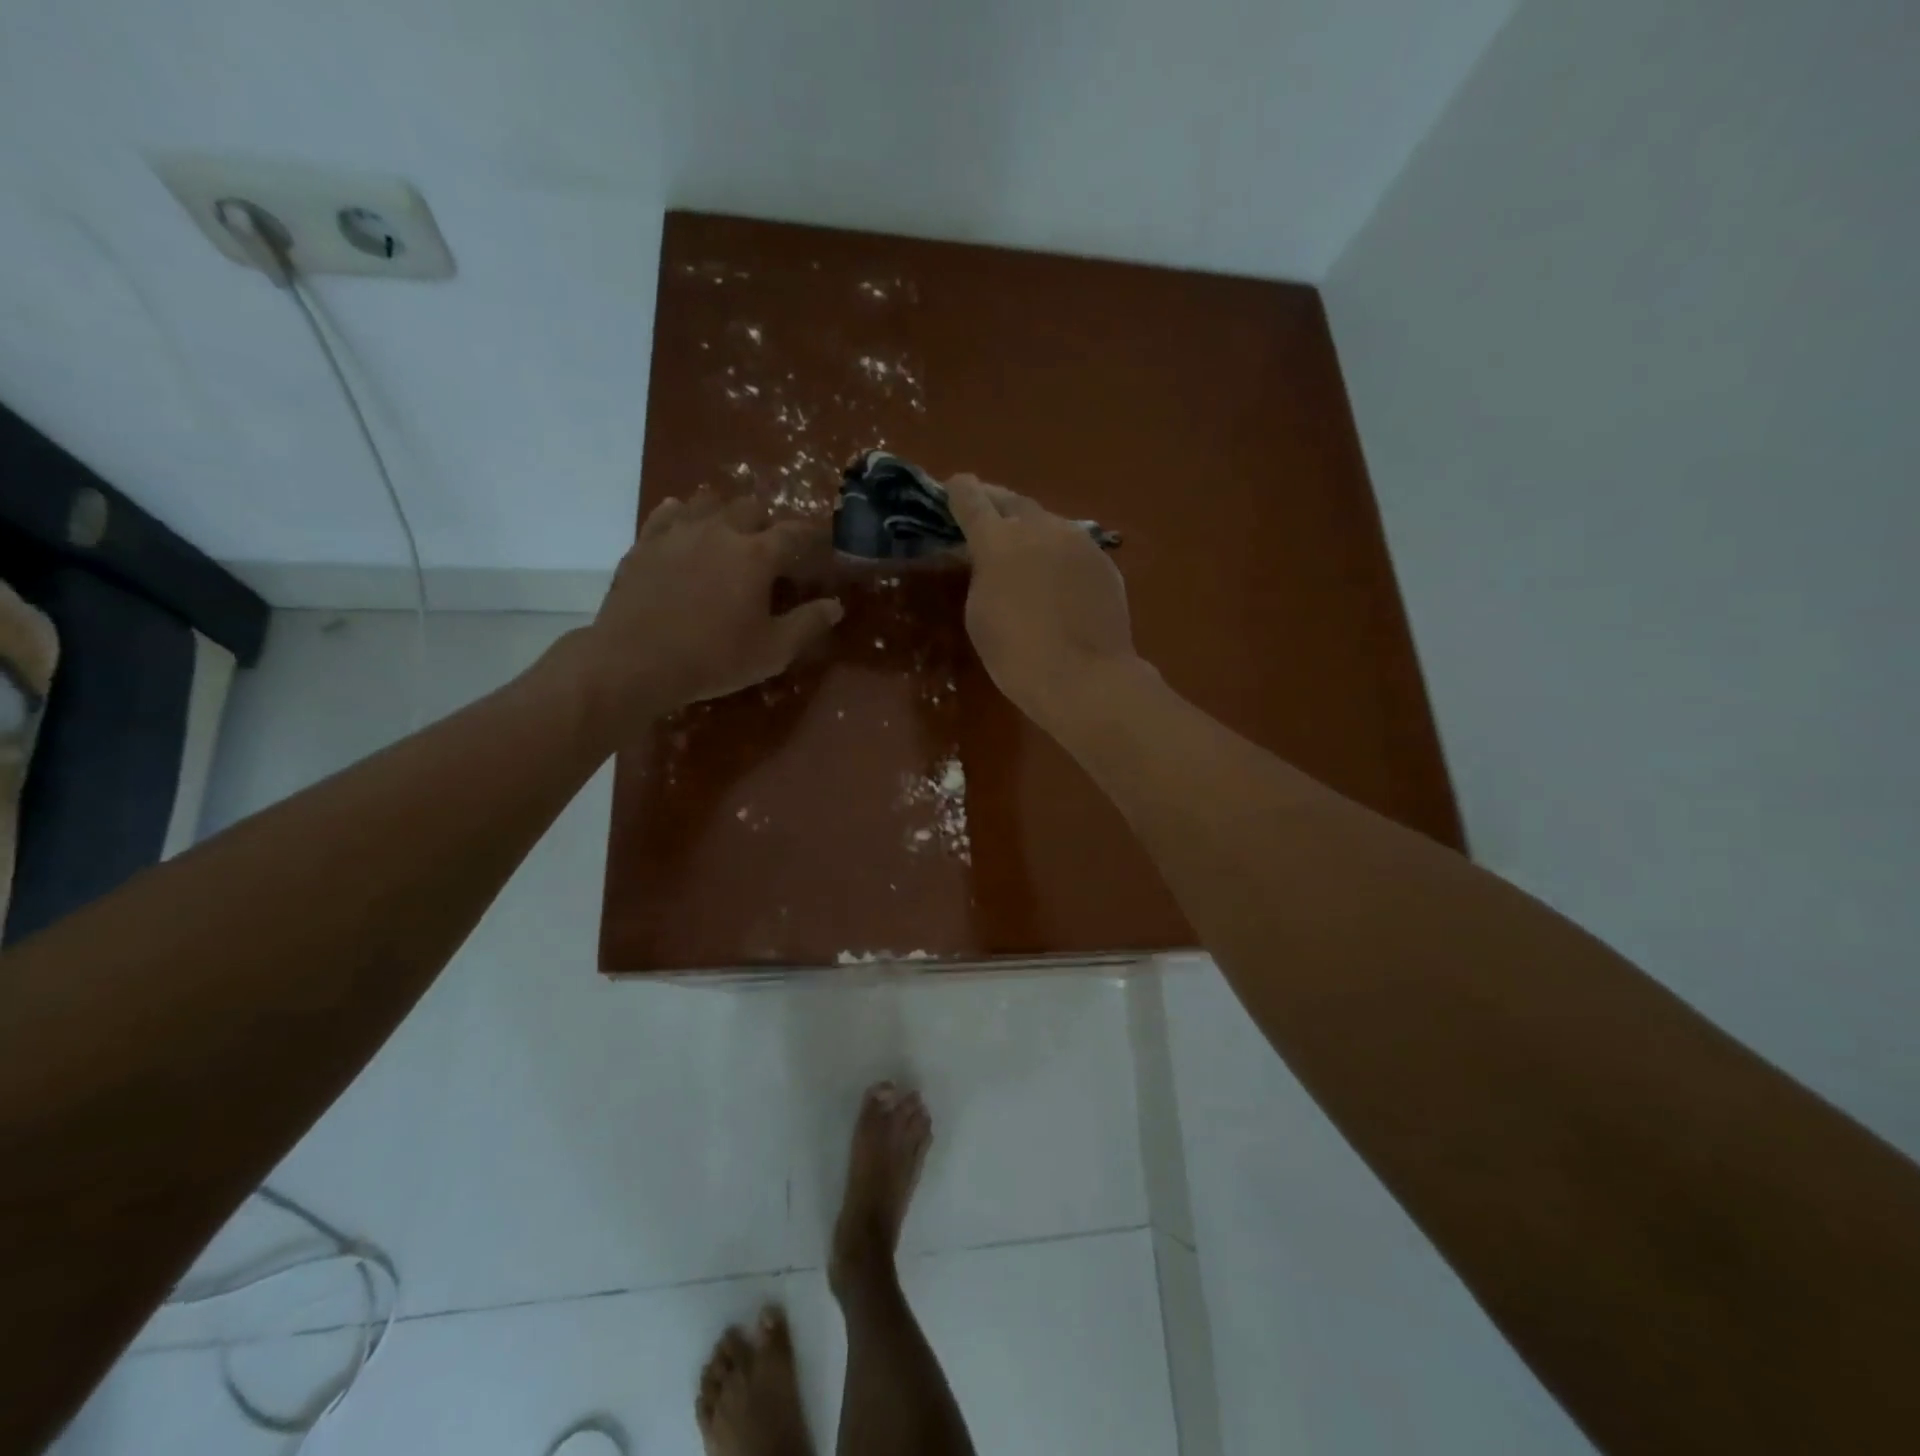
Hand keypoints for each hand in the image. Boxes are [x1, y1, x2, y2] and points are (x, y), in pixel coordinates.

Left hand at [575, 488, 842, 732]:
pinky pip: (668, 513)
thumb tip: (834, 606)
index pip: (796, 533)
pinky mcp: (645, 542)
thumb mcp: (773, 651)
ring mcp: (678, 532)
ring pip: (708, 501)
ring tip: (727, 535)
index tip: (822, 545)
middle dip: (766, 523)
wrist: (635, 661)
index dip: (814, 537)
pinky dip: (683, 516)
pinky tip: (685, 529)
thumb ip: (808, 624)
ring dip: (725, 513)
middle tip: (769, 549)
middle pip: (751, 507)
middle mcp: (720, 531)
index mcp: (757, 555)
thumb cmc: (714, 658)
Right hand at [946, 474, 1143, 728]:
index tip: (953, 486)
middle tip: (986, 511)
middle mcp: (1040, 527)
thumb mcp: (979, 614)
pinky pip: (1074, 548)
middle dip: (996, 503)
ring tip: (1024, 546)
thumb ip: (980, 574)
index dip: (959, 492)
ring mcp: (1079, 541)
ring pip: (1048, 523)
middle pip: (1013, 502)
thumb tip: (989, 558)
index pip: (972, 500)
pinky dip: (1059, 554)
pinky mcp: (1104, 562)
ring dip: (1031, 529)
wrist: (1085, 678)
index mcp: (998, 540)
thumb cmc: (1017, 655)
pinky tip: (1058, 577)